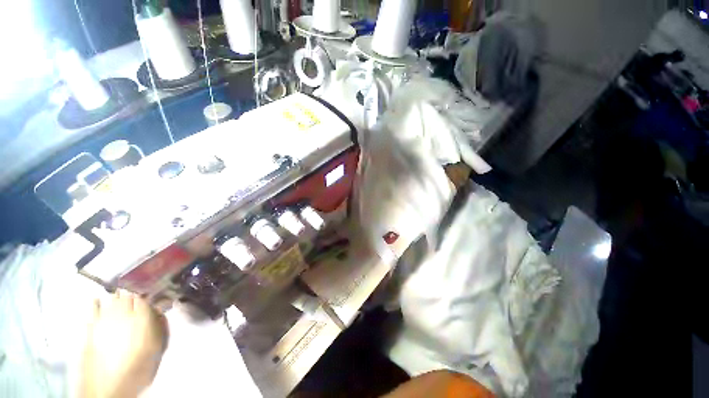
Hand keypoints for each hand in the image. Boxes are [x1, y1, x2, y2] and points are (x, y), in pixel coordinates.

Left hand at [80, 290, 168, 397]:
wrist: (109, 388)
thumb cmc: (138, 367)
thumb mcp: (157, 347)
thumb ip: (160, 325)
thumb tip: (160, 309)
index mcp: (141, 317)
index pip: (146, 297)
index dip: (149, 294)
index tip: (153, 295)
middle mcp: (122, 313)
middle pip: (128, 295)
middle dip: (134, 294)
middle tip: (138, 298)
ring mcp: (103, 319)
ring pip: (112, 299)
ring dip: (117, 297)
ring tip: (121, 298)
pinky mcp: (89, 327)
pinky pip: (92, 308)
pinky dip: (96, 303)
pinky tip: (97, 301)